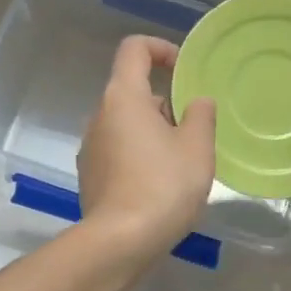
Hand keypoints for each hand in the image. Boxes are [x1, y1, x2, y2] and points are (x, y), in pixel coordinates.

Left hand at [77, 36, 216, 255]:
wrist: (120, 242)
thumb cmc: (163, 186)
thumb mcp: (197, 147)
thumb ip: (201, 115)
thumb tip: (197, 102)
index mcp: (123, 97)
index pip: (134, 48)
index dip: (161, 49)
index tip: (184, 71)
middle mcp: (99, 115)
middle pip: (132, 89)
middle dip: (165, 101)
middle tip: (194, 130)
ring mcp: (90, 146)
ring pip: (126, 122)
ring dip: (154, 130)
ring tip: (182, 161)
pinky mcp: (89, 174)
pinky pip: (118, 149)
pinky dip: (140, 153)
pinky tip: (160, 184)